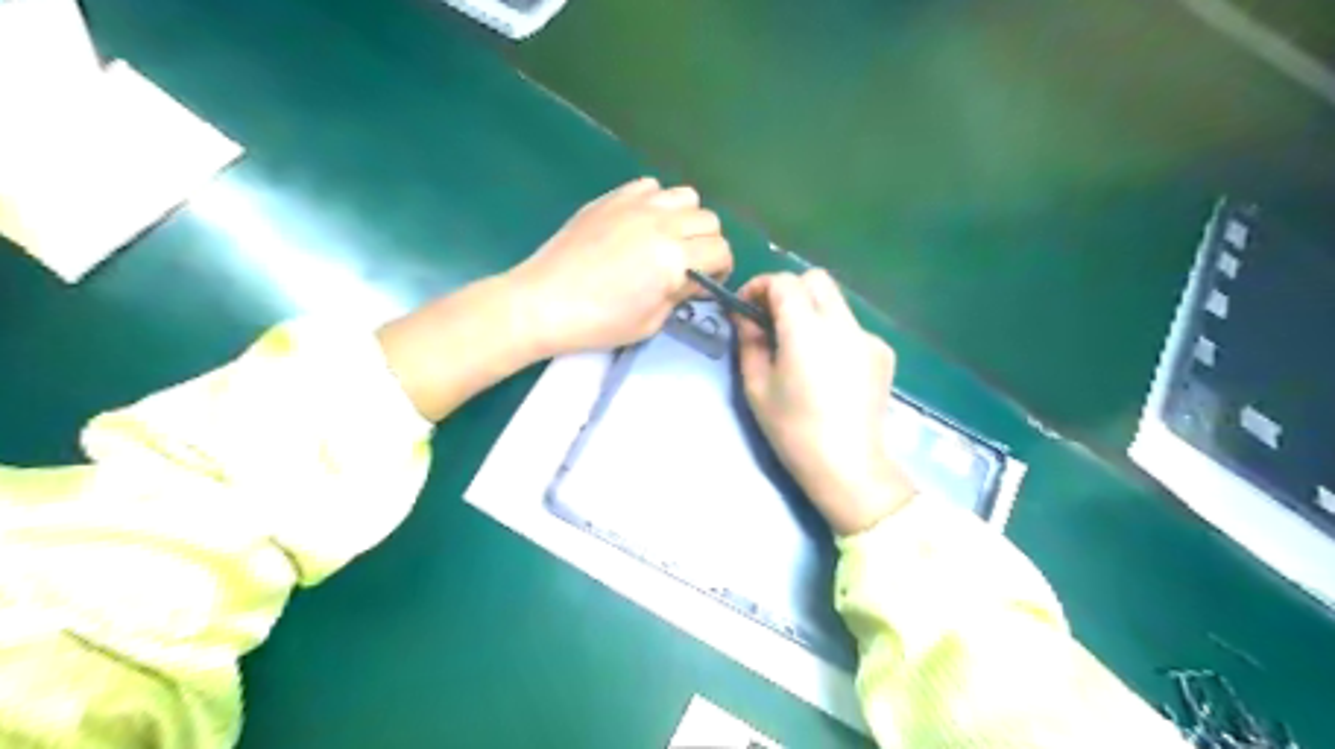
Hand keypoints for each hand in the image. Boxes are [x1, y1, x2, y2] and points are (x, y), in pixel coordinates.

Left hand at [502, 177, 729, 356]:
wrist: (543, 301)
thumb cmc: (599, 322)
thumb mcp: (651, 322)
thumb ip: (680, 294)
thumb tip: (693, 279)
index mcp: (674, 258)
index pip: (721, 251)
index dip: (721, 270)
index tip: (705, 284)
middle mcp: (662, 223)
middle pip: (709, 220)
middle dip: (707, 245)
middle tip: (688, 265)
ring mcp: (636, 204)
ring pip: (686, 196)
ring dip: (686, 219)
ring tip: (667, 239)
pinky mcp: (612, 197)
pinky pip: (651, 186)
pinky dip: (657, 202)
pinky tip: (641, 223)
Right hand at [728, 266, 918, 531]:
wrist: (849, 466)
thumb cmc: (794, 431)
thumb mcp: (757, 387)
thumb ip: (749, 342)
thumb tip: (745, 317)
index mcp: (807, 330)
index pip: (784, 282)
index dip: (759, 286)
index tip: (745, 308)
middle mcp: (842, 323)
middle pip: (815, 279)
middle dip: (788, 290)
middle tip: (770, 319)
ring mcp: (868, 336)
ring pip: (835, 302)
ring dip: (811, 310)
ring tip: (797, 347)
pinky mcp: (883, 353)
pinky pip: (851, 327)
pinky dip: (833, 334)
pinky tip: (827, 368)